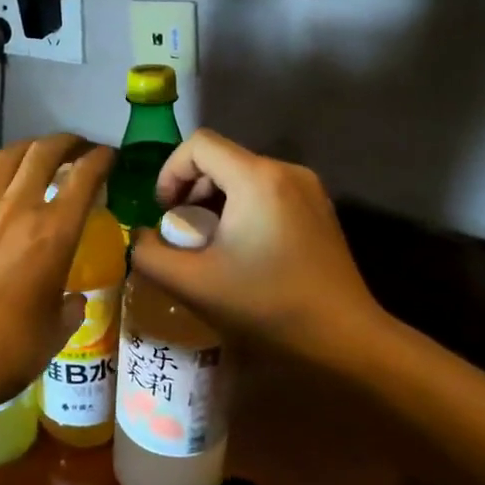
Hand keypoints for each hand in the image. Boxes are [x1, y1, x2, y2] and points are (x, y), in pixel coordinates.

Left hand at [0, 134, 114, 407]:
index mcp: (55, 231)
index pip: (84, 176)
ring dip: (26, 149)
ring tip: (35, 156)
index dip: (100, 158)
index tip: (108, 155)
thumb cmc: (11, 347)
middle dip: (65, 141)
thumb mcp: (56, 330)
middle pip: (43, 151)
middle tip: (76, 146)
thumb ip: (68, 307)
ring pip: (4, 158)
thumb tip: (71, 300)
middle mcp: (18, 207)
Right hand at [130, 128, 379, 356]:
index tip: (163, 213)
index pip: (198, 145)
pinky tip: (242, 251)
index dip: (169, 172)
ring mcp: (308, 188)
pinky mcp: (319, 209)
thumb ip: (149, 255)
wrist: (344, 340)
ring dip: (215, 202)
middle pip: (221, 159)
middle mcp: (285, 171)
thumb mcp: (192, 284)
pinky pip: (268, 192)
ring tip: (208, 246)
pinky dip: (242, 209)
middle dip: (190, 190)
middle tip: (181, 234)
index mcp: (256, 178)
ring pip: (244, 176)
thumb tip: (140, 238)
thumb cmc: (267, 306)